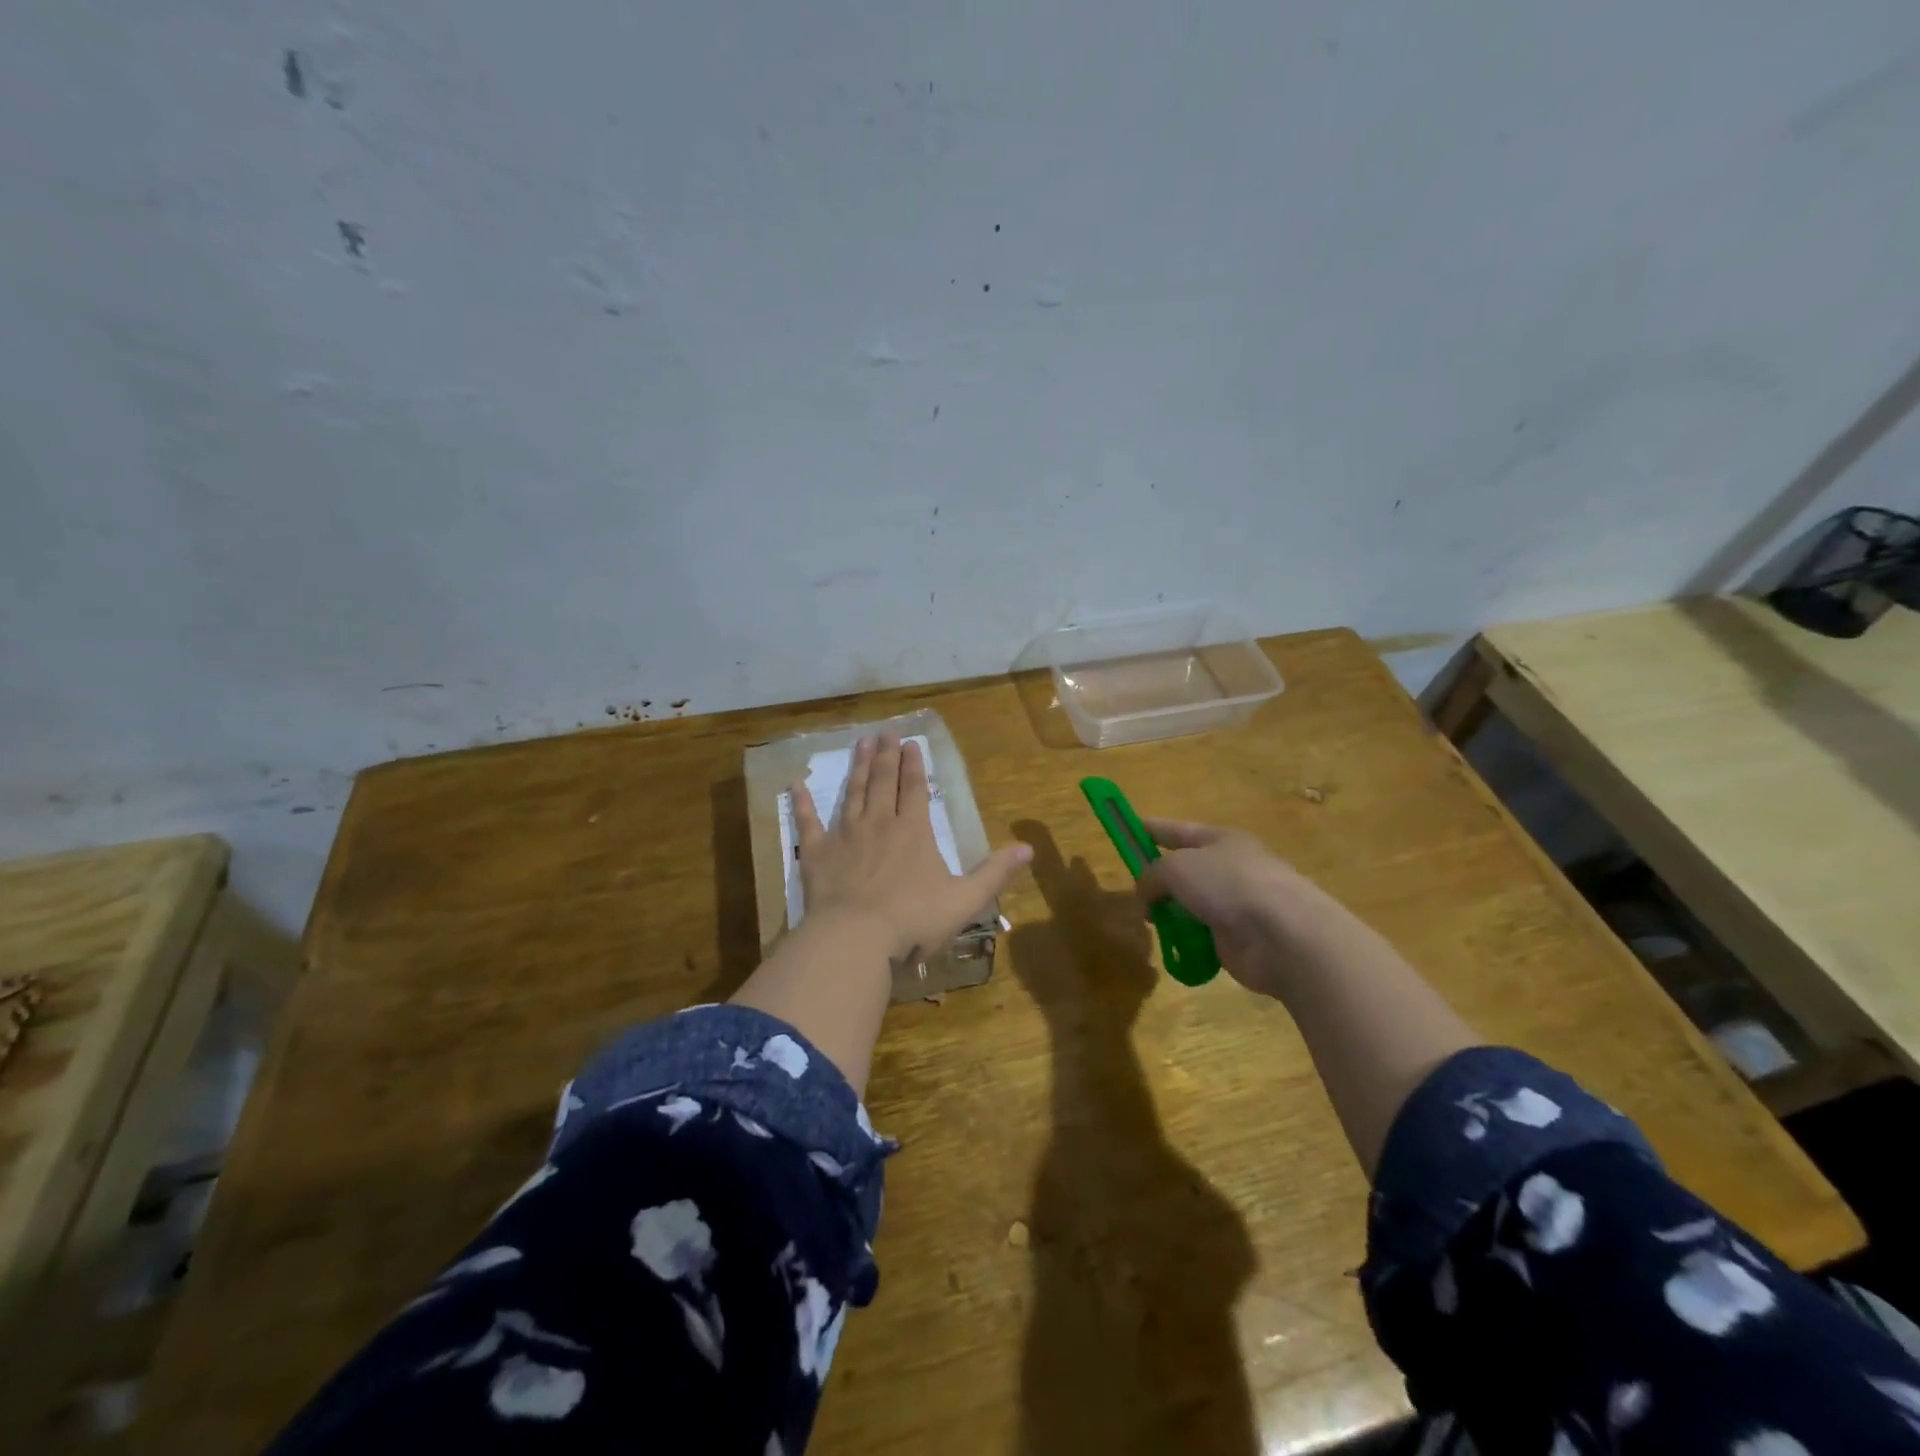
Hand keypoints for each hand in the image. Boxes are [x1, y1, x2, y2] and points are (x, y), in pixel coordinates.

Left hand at [792, 734, 1032, 963]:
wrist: (855, 939)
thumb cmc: (913, 920)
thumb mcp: (965, 900)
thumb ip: (995, 873)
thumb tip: (1029, 849)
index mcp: (913, 832)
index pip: (915, 789)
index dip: (914, 765)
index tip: (911, 742)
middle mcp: (879, 824)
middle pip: (882, 782)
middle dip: (885, 756)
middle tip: (884, 733)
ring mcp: (844, 836)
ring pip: (852, 793)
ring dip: (856, 768)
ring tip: (858, 743)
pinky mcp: (815, 854)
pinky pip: (807, 823)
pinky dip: (802, 803)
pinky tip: (796, 784)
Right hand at [1134, 818, 1334, 998]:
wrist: (1282, 936)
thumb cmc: (1228, 885)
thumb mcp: (1177, 868)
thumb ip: (1152, 875)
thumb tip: (1145, 891)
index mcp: (1221, 840)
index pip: (1180, 830)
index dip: (1155, 829)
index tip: (1132, 828)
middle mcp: (1230, 869)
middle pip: (1186, 870)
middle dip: (1160, 879)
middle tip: (1136, 891)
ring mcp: (1236, 905)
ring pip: (1191, 904)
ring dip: (1171, 912)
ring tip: (1151, 921)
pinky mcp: (1237, 939)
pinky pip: (1201, 935)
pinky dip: (1186, 940)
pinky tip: (1173, 945)